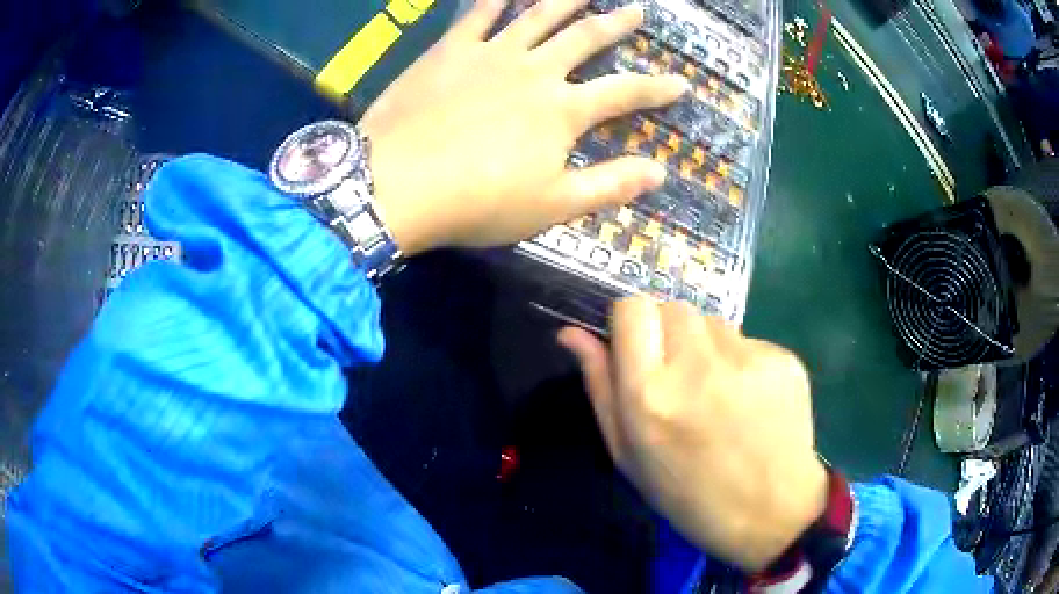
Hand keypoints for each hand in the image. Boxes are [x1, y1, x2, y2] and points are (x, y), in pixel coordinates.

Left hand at [359, 0, 687, 254]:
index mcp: (563, 111)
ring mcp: (491, 54)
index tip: (682, 83)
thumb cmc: (477, 202)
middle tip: (636, 11)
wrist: (396, 184)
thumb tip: (660, 173)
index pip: (624, 93)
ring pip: (537, 15)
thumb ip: (609, 185)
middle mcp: (535, 70)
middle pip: (585, 38)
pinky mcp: (450, 50)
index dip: (657, 88)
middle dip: (615, 25)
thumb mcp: (552, 206)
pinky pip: (478, 14)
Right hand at [558, 297, 827, 571]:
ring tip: (716, 391)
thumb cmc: (687, 494)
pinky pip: (747, 339)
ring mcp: (747, 359)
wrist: (770, 513)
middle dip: (667, 331)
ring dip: (704, 345)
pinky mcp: (783, 358)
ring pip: (711, 321)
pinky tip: (749, 398)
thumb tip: (572, 333)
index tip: (637, 346)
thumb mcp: (628, 453)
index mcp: (650, 395)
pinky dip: (740, 359)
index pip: (632, 308)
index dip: (630, 321)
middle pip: (672, 306)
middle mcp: (698, 366)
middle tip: (678, 375)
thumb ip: (599, 386)